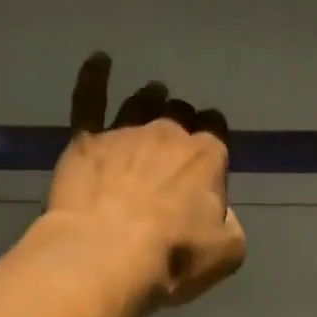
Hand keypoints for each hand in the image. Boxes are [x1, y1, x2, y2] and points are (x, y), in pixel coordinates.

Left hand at [46, 53, 246, 309]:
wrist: (108, 255)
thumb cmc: (174, 257)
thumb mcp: (227, 252)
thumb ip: (230, 224)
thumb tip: (219, 213)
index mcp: (207, 156)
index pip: (217, 134)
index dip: (214, 144)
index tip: (209, 161)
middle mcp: (169, 133)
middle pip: (180, 116)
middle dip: (182, 124)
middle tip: (174, 149)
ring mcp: (125, 131)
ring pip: (142, 102)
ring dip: (150, 100)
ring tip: (152, 99)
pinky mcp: (86, 140)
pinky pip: (90, 98)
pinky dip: (94, 76)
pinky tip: (99, 60)